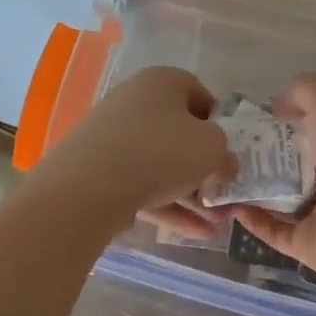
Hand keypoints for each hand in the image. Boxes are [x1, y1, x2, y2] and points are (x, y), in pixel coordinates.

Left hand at [28, 66, 230, 237]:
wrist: (87, 187)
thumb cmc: (160, 152)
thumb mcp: (211, 148)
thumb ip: (225, 154)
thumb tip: (223, 164)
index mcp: (162, 82)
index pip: (200, 96)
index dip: (219, 124)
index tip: (228, 152)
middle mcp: (135, 102)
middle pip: (179, 134)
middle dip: (205, 169)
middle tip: (225, 195)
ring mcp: (113, 138)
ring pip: (162, 165)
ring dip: (192, 195)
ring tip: (216, 224)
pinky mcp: (99, 171)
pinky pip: (142, 186)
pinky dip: (169, 207)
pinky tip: (195, 233)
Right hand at [228, 74, 315, 292]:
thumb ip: (305, 91)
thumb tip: (280, 107)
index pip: (315, 125)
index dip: (285, 117)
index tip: (249, 116)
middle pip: (294, 162)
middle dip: (261, 154)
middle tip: (224, 147)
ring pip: (281, 199)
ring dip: (251, 188)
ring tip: (217, 176)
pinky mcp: (310, 245)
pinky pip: (275, 231)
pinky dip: (252, 221)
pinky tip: (229, 206)